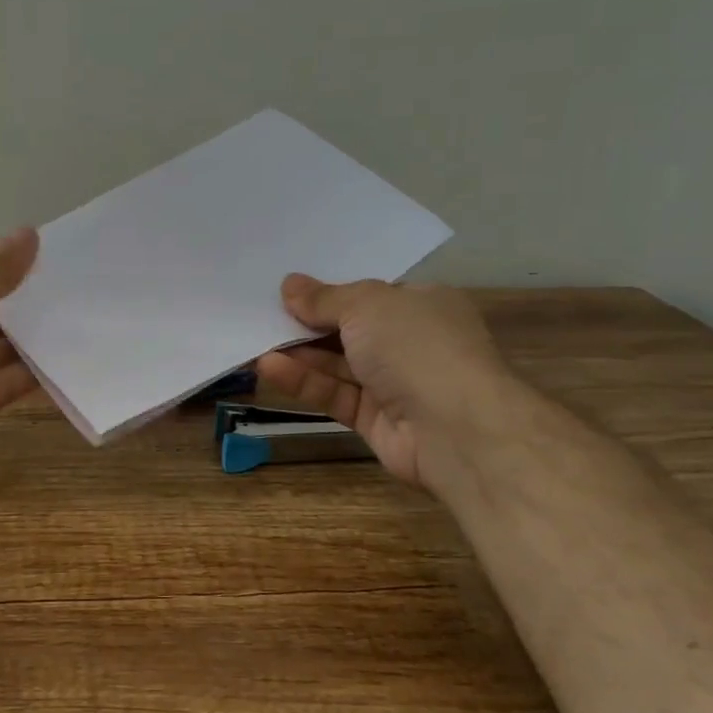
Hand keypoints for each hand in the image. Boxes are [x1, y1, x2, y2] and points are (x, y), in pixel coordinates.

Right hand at [254, 277, 517, 487]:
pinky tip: (270, 367)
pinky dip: (305, 381)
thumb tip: (289, 284)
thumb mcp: (366, 305)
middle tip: (261, 313)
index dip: (330, 292)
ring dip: (299, 353)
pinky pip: (335, 394)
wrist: (457, 429)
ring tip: (255, 339)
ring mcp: (394, 384)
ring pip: (338, 365)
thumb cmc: (417, 346)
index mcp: (422, 305)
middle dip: (308, 323)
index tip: (289, 290)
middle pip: (350, 330)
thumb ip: (324, 298)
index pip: (370, 295)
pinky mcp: (376, 420)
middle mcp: (410, 343)